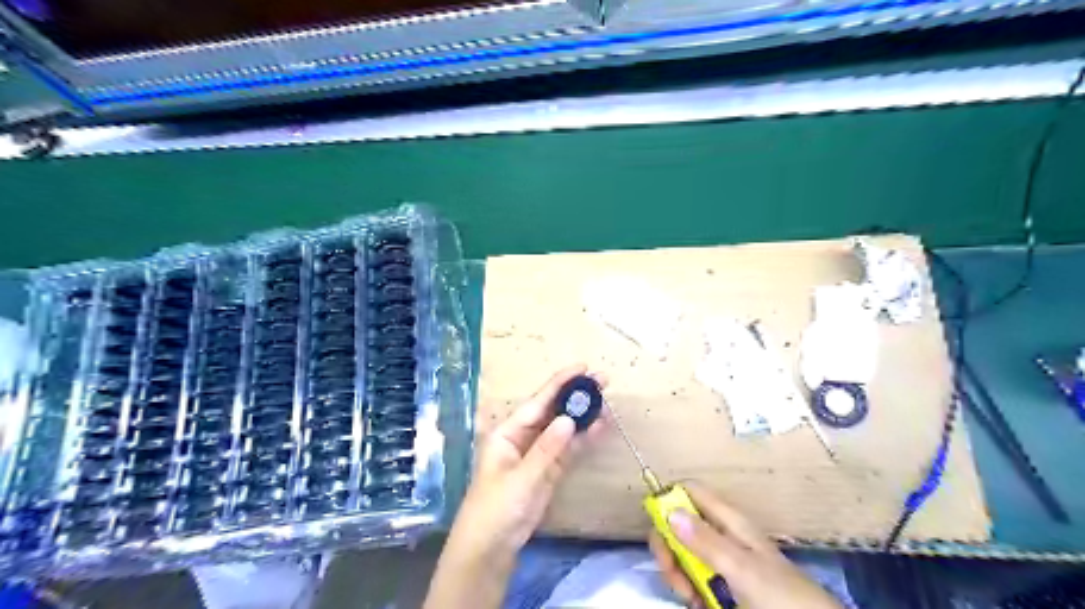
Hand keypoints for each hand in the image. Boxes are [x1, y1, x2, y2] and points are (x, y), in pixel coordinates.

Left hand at [424, 365, 605, 606]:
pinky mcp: (549, 471)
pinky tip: (600, 428)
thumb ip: (546, 450)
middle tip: (603, 381)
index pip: (537, 402)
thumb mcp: (520, 479)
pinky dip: (583, 439)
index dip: (560, 383)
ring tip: (607, 403)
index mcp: (508, 432)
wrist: (490, 549)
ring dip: (583, 417)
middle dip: (575, 396)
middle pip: (552, 411)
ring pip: (563, 429)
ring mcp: (537, 454)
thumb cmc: (496, 509)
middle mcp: (523, 437)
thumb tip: (570, 420)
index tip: (583, 368)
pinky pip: (568, 450)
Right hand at [647, 483, 842, 607]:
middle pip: (678, 525)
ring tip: (689, 597)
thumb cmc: (780, 595)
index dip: (669, 500)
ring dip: (677, 573)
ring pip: (682, 553)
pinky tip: (697, 604)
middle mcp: (720, 535)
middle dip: (669, 546)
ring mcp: (720, 560)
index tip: (658, 525)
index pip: (690, 492)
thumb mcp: (742, 568)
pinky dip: (688, 589)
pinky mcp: (721, 583)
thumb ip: (706, 541)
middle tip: (674, 574)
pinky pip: (692, 578)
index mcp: (728, 520)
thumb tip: (668, 511)